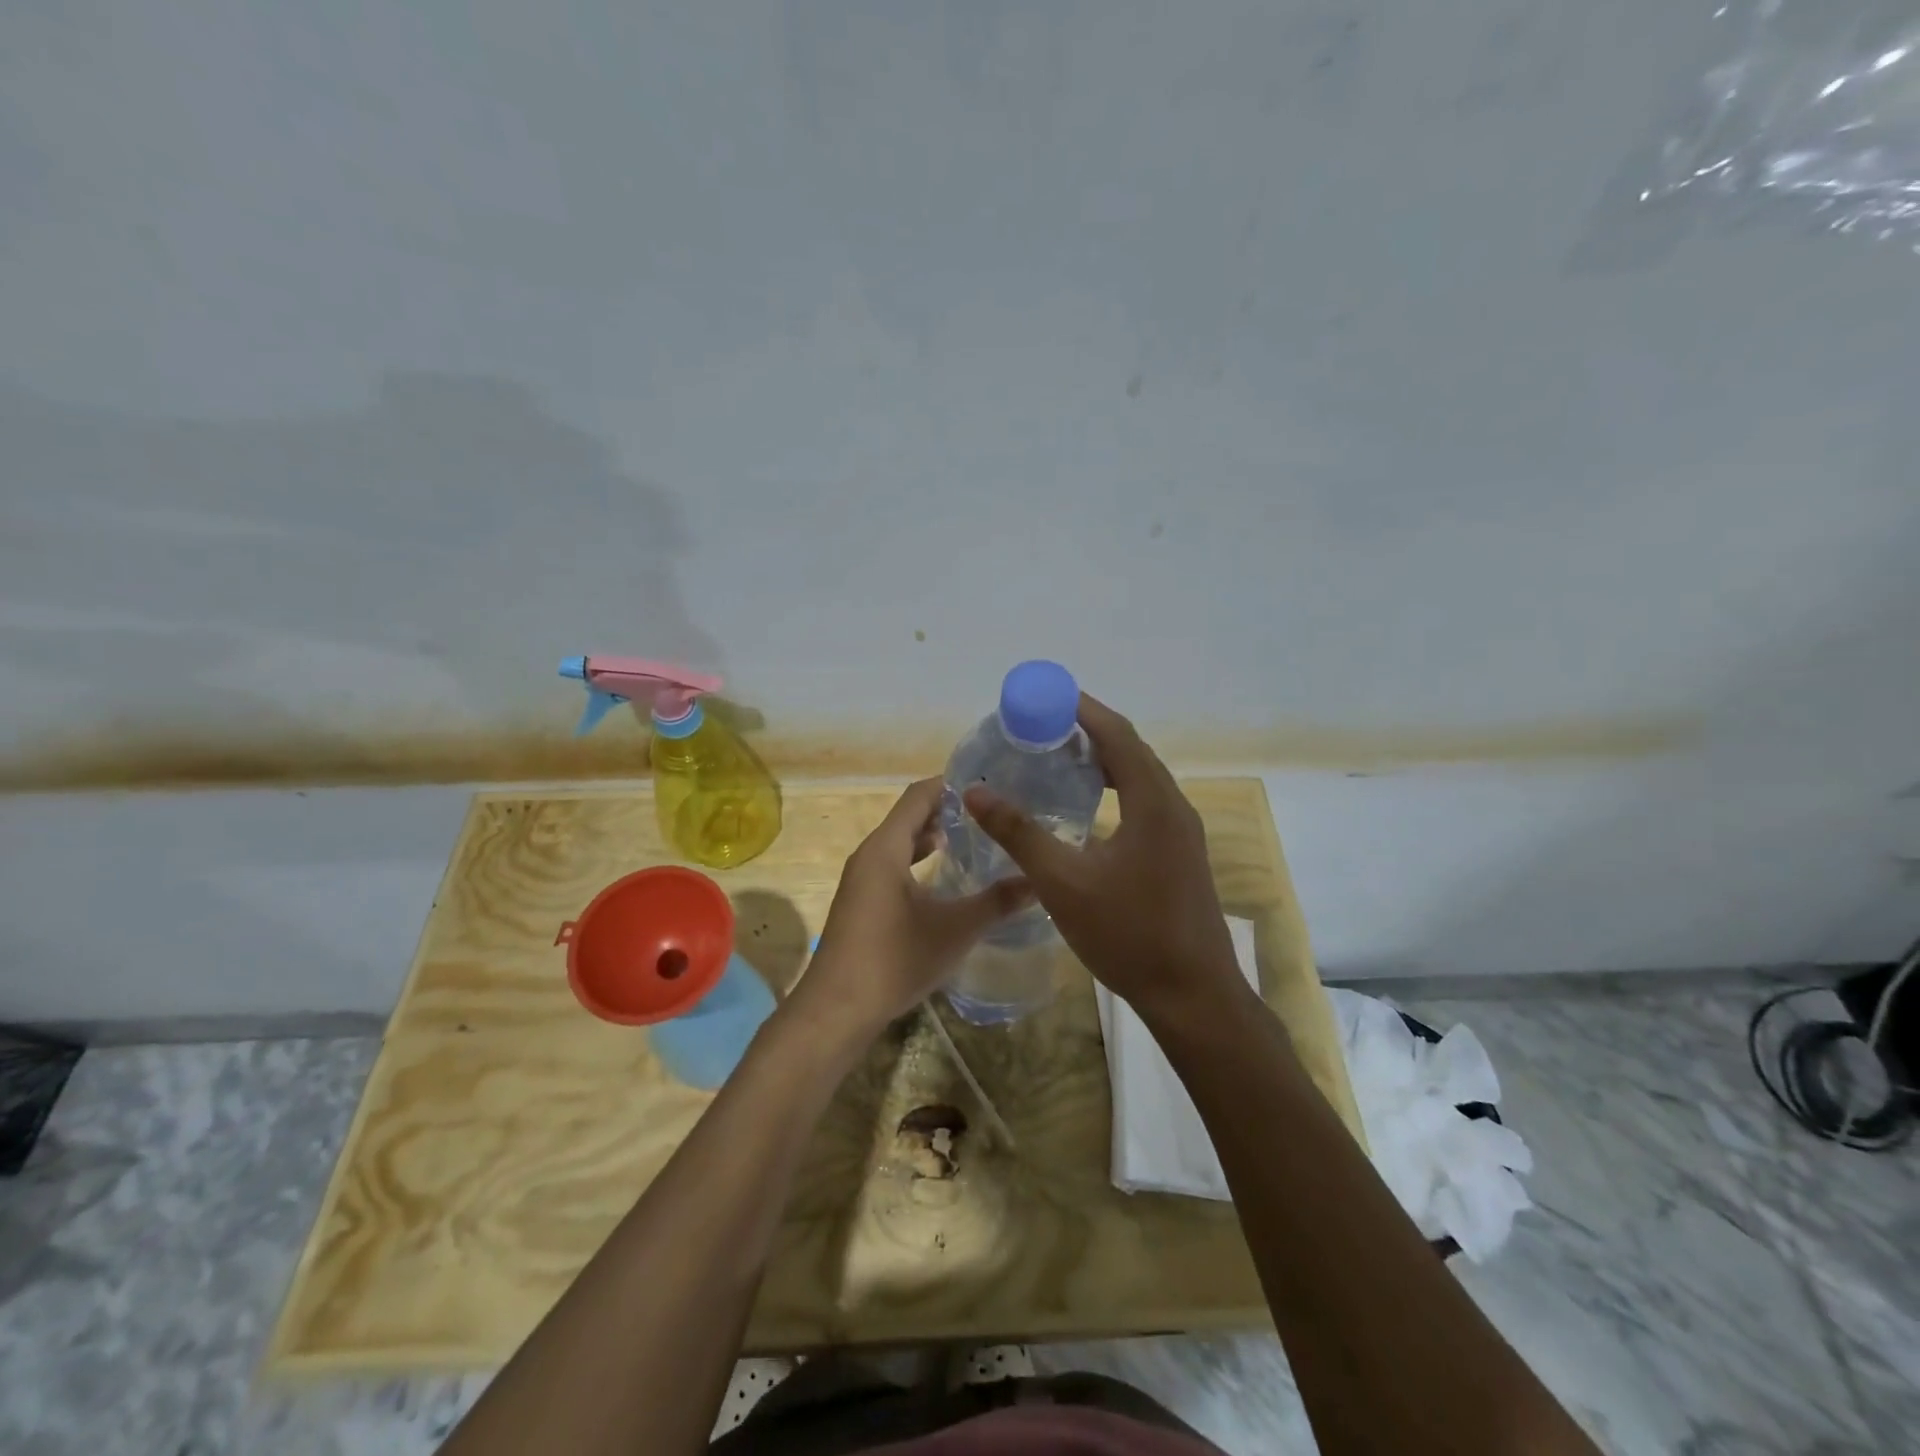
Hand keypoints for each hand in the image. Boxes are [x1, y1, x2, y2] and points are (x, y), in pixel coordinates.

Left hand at [793, 777, 1032, 1044]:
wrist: (837, 1009)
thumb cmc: (895, 959)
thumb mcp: (955, 930)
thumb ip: (997, 902)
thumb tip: (1038, 882)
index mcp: (885, 848)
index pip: (918, 796)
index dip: (950, 784)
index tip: (987, 783)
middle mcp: (869, 855)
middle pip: (909, 816)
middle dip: (947, 810)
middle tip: (989, 811)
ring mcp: (861, 880)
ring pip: (899, 843)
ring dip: (931, 836)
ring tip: (972, 837)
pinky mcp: (861, 902)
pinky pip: (892, 865)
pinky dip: (917, 860)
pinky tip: (942, 876)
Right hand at [962, 694, 1248, 1026]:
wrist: (1194, 996)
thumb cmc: (1129, 934)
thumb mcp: (1063, 883)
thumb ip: (1019, 833)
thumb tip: (975, 792)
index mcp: (1152, 802)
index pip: (1117, 734)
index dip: (1081, 709)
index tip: (1044, 697)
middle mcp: (1174, 806)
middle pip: (1130, 750)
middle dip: (1088, 731)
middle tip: (1041, 728)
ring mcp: (1182, 831)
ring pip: (1140, 777)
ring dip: (1102, 761)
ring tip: (1057, 760)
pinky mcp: (1180, 853)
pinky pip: (1145, 801)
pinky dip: (1114, 788)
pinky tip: (1086, 809)